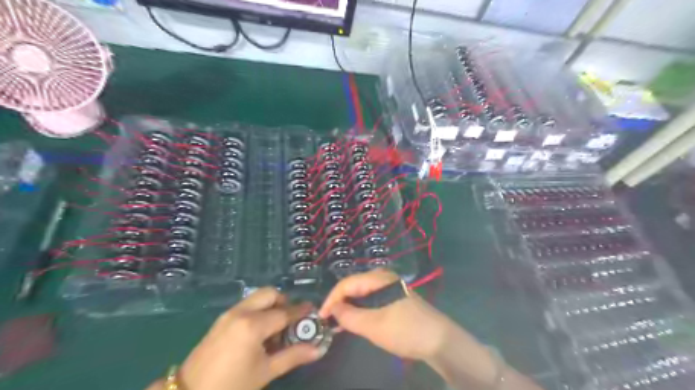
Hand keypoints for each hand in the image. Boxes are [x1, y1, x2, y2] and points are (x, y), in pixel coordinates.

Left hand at [178, 286, 321, 389]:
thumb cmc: (231, 386)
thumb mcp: (265, 372)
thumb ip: (293, 356)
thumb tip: (318, 349)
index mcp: (253, 325)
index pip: (284, 313)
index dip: (300, 312)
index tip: (313, 311)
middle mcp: (241, 312)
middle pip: (269, 294)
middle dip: (284, 302)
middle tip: (291, 320)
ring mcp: (229, 314)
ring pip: (257, 297)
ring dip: (271, 306)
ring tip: (275, 328)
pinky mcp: (222, 319)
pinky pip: (246, 305)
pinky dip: (258, 310)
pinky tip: (259, 332)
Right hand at [318, 268, 454, 361]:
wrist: (439, 340)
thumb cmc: (405, 330)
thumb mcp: (373, 325)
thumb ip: (349, 316)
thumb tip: (332, 309)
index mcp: (378, 278)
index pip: (346, 284)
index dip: (331, 299)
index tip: (321, 317)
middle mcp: (382, 278)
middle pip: (354, 287)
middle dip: (340, 303)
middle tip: (329, 322)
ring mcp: (389, 287)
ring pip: (362, 294)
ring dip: (350, 308)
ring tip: (339, 324)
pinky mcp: (394, 298)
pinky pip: (371, 300)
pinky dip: (361, 310)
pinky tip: (356, 321)